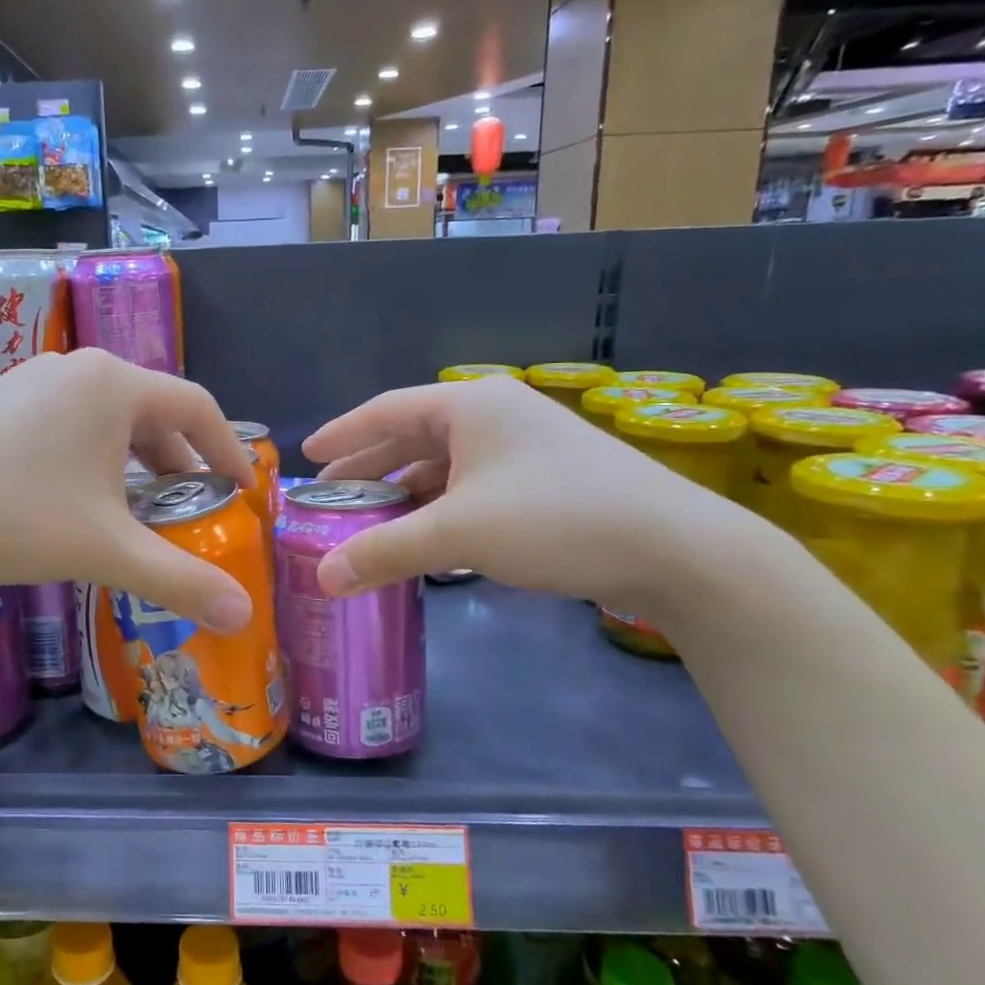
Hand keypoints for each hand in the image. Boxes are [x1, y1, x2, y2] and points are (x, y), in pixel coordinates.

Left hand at [0, 349, 258, 630]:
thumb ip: (179, 580)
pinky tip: (77, 501)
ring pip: (106, 419)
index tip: (243, 491)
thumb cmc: (10, 515)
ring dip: (134, 462)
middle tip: (193, 507)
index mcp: (113, 385)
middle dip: (180, 461)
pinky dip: (92, 459)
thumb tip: (243, 615)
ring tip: (139, 509)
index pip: (196, 407)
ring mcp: (29, 382)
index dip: (229, 450)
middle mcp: (75, 370)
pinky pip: (66, 424)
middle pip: (151, 411)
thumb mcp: (105, 550)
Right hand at [301, 378, 739, 604]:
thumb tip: (321, 578)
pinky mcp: (547, 478)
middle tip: (330, 495)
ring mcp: (525, 446)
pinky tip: (427, 534)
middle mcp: (495, 415)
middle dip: (369, 467)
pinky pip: (473, 484)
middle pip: (413, 436)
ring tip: (370, 519)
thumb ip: (383, 551)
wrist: (677, 548)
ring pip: (445, 464)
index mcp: (469, 406)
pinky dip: (442, 506)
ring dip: (405, 491)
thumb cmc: (554, 520)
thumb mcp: (458, 534)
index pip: (385, 411)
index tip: (308, 454)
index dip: (342, 434)